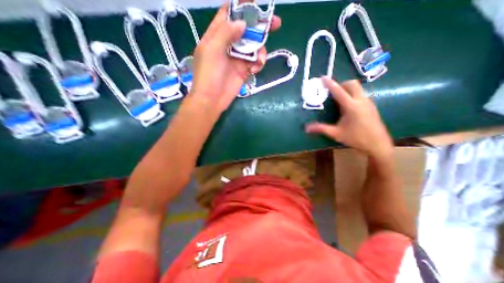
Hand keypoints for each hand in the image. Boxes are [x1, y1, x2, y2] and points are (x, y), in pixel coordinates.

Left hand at [190, 2, 281, 113]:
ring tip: (260, 60)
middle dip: (259, 27)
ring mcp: (236, 58)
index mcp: (216, 36)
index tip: (256, 4)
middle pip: (245, 30)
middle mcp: (228, 45)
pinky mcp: (243, 71)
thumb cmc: (209, 75)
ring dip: (260, 51)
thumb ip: (226, 33)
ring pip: (253, 47)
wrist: (212, 100)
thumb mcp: (212, 50)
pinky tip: (256, 69)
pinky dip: (258, 64)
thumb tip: (242, 23)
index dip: (241, 7)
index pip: (229, 15)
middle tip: (276, 24)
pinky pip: (254, 63)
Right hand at [305, 77, 395, 160]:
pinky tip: (347, 107)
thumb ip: (321, 128)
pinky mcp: (371, 106)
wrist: (378, 144)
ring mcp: (368, 102)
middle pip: (352, 84)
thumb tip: (306, 128)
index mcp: (351, 107)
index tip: (323, 77)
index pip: (339, 92)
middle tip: (332, 92)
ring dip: (347, 89)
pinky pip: (360, 94)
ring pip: (358, 88)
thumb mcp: (336, 133)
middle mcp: (361, 101)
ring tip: (338, 99)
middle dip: (341, 84)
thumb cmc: (356, 138)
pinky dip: (352, 95)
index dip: (330, 84)